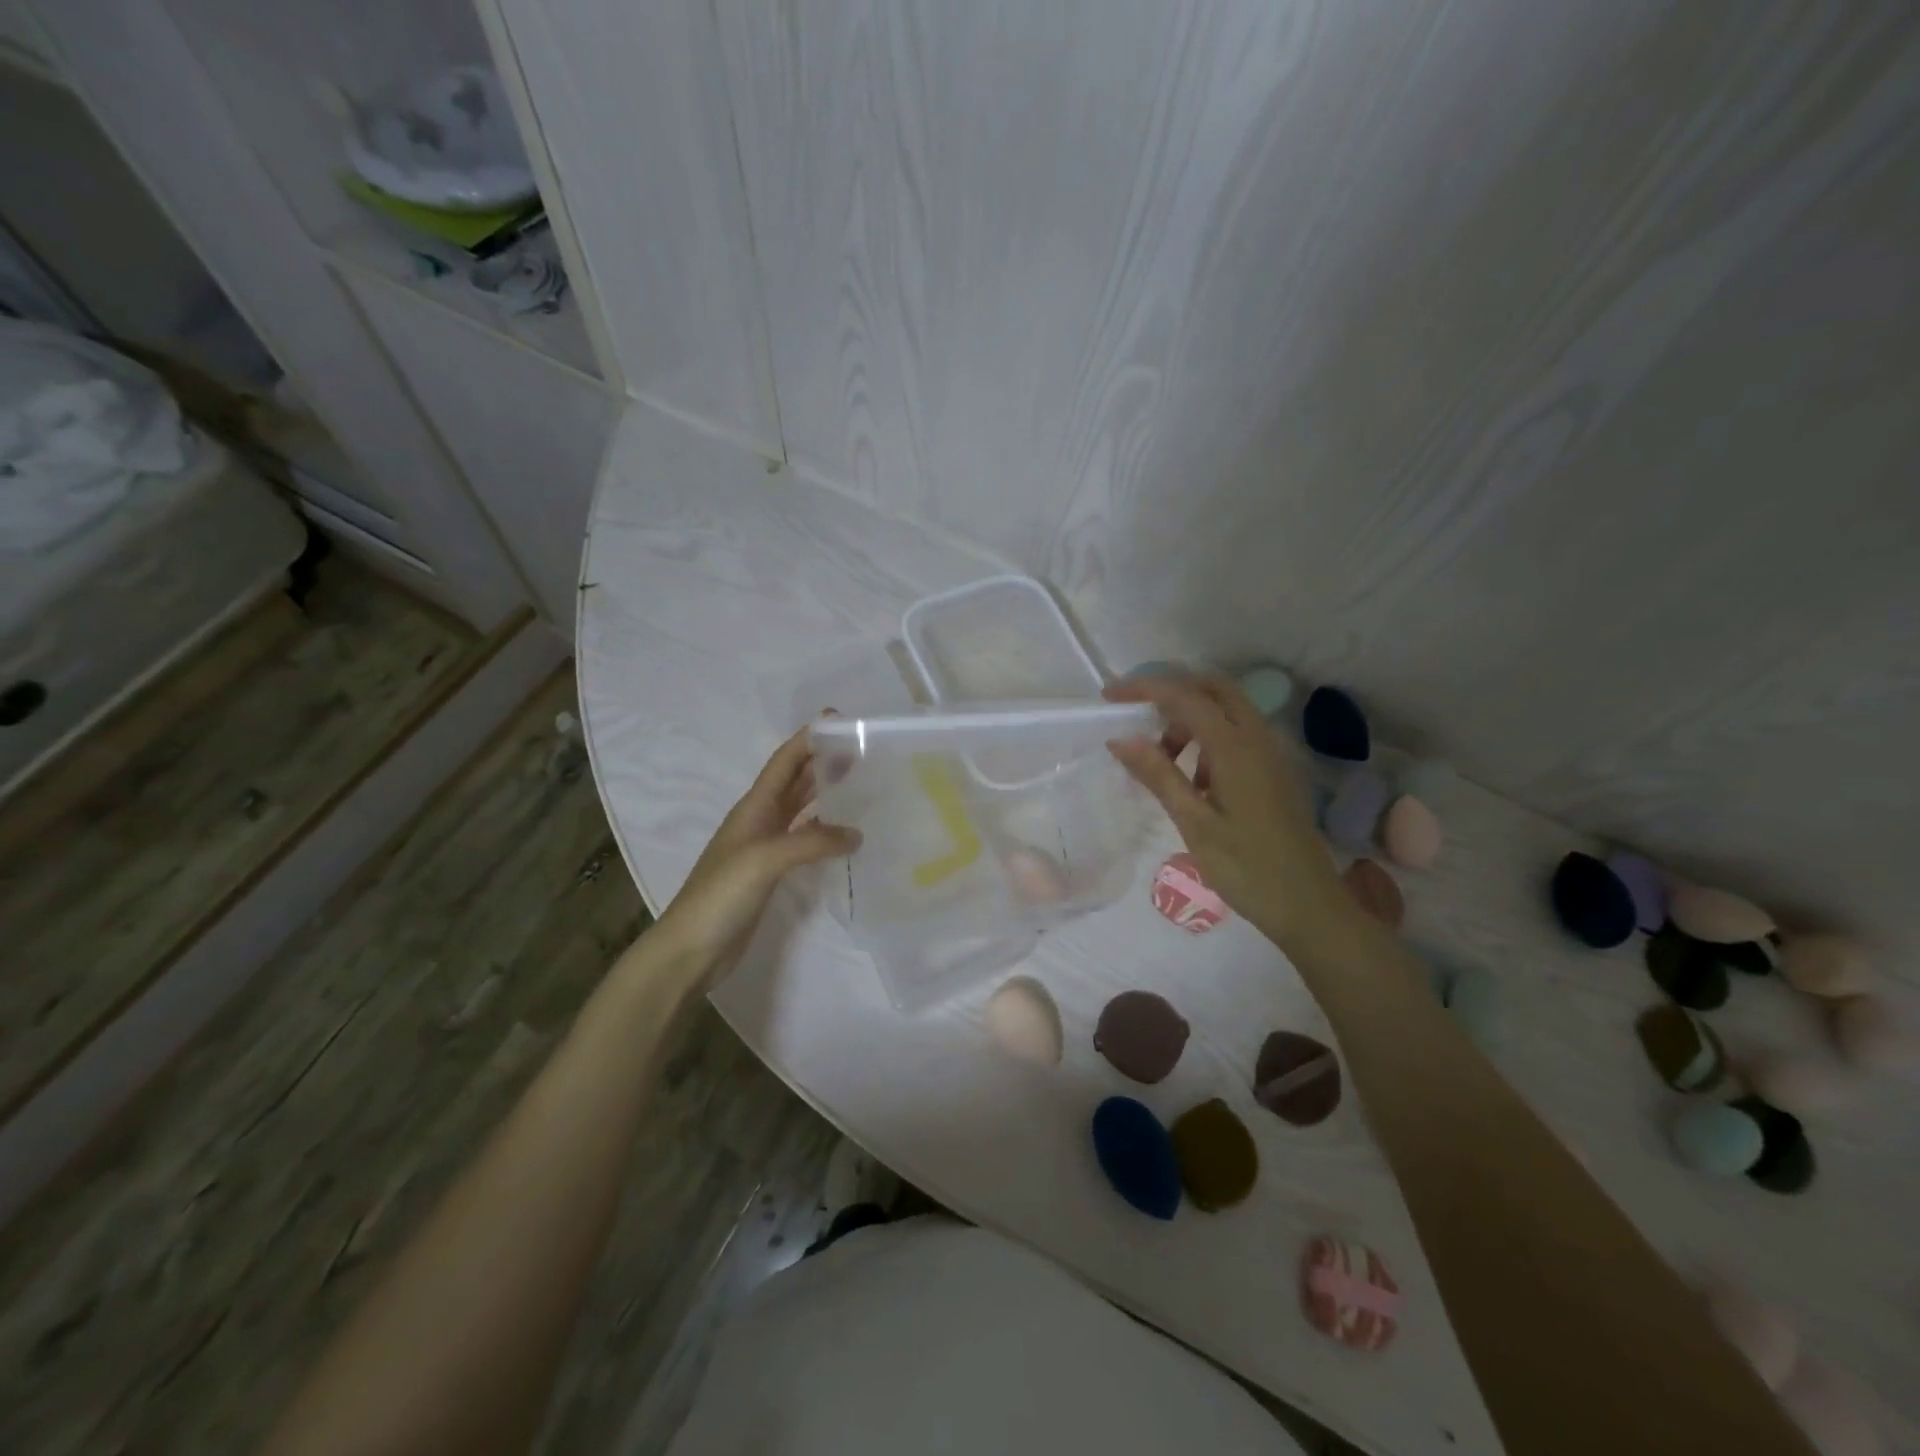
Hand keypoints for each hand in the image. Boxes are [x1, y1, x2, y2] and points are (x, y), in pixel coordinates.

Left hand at [654, 726, 860, 980]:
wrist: (690, 950)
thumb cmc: (720, 896)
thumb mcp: (765, 860)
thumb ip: (811, 842)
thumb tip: (856, 834)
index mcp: (753, 808)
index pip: (784, 762)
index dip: (808, 739)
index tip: (839, 719)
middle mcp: (759, 821)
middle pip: (794, 782)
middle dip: (822, 762)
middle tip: (861, 750)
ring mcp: (764, 848)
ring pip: (800, 810)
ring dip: (825, 794)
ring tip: (861, 784)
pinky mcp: (771, 874)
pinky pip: (803, 841)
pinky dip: (824, 831)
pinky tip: (845, 834)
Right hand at [1105, 672, 1339, 945]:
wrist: (1308, 905)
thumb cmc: (1246, 868)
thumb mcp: (1194, 823)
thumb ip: (1158, 775)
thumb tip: (1120, 739)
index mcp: (1236, 748)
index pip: (1186, 698)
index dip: (1146, 689)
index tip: (1110, 697)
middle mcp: (1258, 739)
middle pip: (1214, 689)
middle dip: (1173, 692)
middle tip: (1138, 714)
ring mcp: (1272, 754)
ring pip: (1227, 710)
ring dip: (1191, 718)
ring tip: (1161, 758)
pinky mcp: (1275, 771)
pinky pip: (1238, 734)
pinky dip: (1208, 738)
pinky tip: (1193, 779)